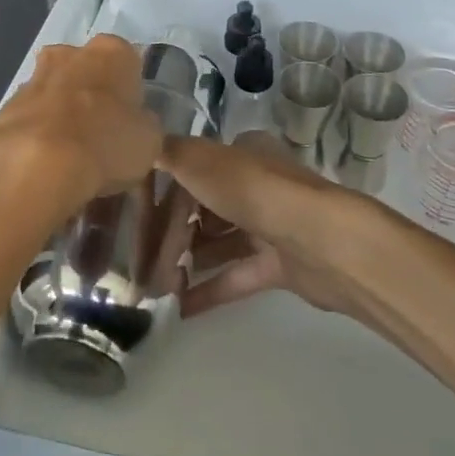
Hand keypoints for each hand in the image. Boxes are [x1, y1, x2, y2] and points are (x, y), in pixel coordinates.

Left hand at [0, 36, 161, 226]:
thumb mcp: (149, 140)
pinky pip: (29, 119)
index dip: (130, 91)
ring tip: (70, 156)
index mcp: (112, 51)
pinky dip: (36, 137)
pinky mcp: (4, 108)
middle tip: (100, 133)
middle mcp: (70, 53)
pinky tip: (44, 166)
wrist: (36, 165)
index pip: (128, 61)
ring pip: (54, 92)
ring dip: (61, 115)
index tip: (130, 118)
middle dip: (91, 95)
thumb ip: (144, 125)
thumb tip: (137, 126)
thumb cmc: (106, 142)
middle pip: (86, 71)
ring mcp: (32, 78)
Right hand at [160, 135, 374, 320]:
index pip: (193, 168)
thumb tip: (143, 147)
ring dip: (187, 260)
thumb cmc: (256, 192)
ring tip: (153, 284)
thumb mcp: (202, 161)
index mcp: (242, 154)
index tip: (134, 213)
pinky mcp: (279, 264)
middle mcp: (256, 185)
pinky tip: (178, 308)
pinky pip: (236, 276)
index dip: (163, 188)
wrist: (320, 240)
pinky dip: (209, 290)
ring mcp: (270, 225)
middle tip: (139, 256)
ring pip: (219, 242)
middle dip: (172, 231)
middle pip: (204, 206)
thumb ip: (170, 153)